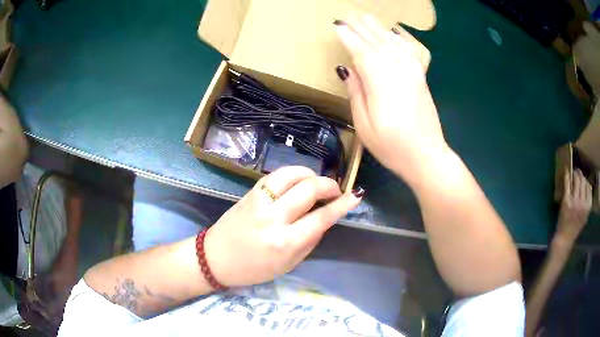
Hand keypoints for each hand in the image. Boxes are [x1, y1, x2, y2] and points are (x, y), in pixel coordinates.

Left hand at [203, 166, 362, 286]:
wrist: (216, 258)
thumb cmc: (254, 269)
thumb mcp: (288, 265)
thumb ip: (310, 241)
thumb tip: (326, 218)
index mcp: (285, 243)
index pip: (322, 218)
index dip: (342, 205)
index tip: (355, 196)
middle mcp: (273, 218)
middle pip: (309, 189)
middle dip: (329, 185)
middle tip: (334, 191)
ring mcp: (259, 202)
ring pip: (292, 175)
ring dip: (311, 174)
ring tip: (316, 183)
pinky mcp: (250, 193)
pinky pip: (276, 175)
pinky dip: (293, 174)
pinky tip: (298, 181)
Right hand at [334, 15, 447, 183]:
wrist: (427, 156)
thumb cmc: (393, 147)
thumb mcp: (365, 126)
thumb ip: (357, 93)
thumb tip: (348, 69)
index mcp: (381, 83)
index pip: (361, 52)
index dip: (348, 37)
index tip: (336, 26)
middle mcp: (398, 71)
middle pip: (377, 42)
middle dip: (361, 27)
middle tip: (347, 15)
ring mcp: (412, 73)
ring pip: (393, 43)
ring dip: (378, 28)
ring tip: (366, 17)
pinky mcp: (421, 78)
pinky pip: (410, 51)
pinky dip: (400, 39)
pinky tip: (394, 32)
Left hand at [555, 169, 592, 244]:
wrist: (565, 238)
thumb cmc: (575, 227)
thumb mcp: (585, 215)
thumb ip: (588, 201)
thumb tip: (588, 184)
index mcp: (588, 206)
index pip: (588, 186)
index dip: (585, 180)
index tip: (583, 178)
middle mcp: (583, 203)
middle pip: (583, 181)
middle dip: (580, 174)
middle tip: (577, 172)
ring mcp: (575, 201)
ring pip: (576, 180)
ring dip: (575, 174)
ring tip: (573, 172)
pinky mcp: (566, 201)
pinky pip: (568, 184)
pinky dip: (567, 175)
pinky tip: (566, 170)